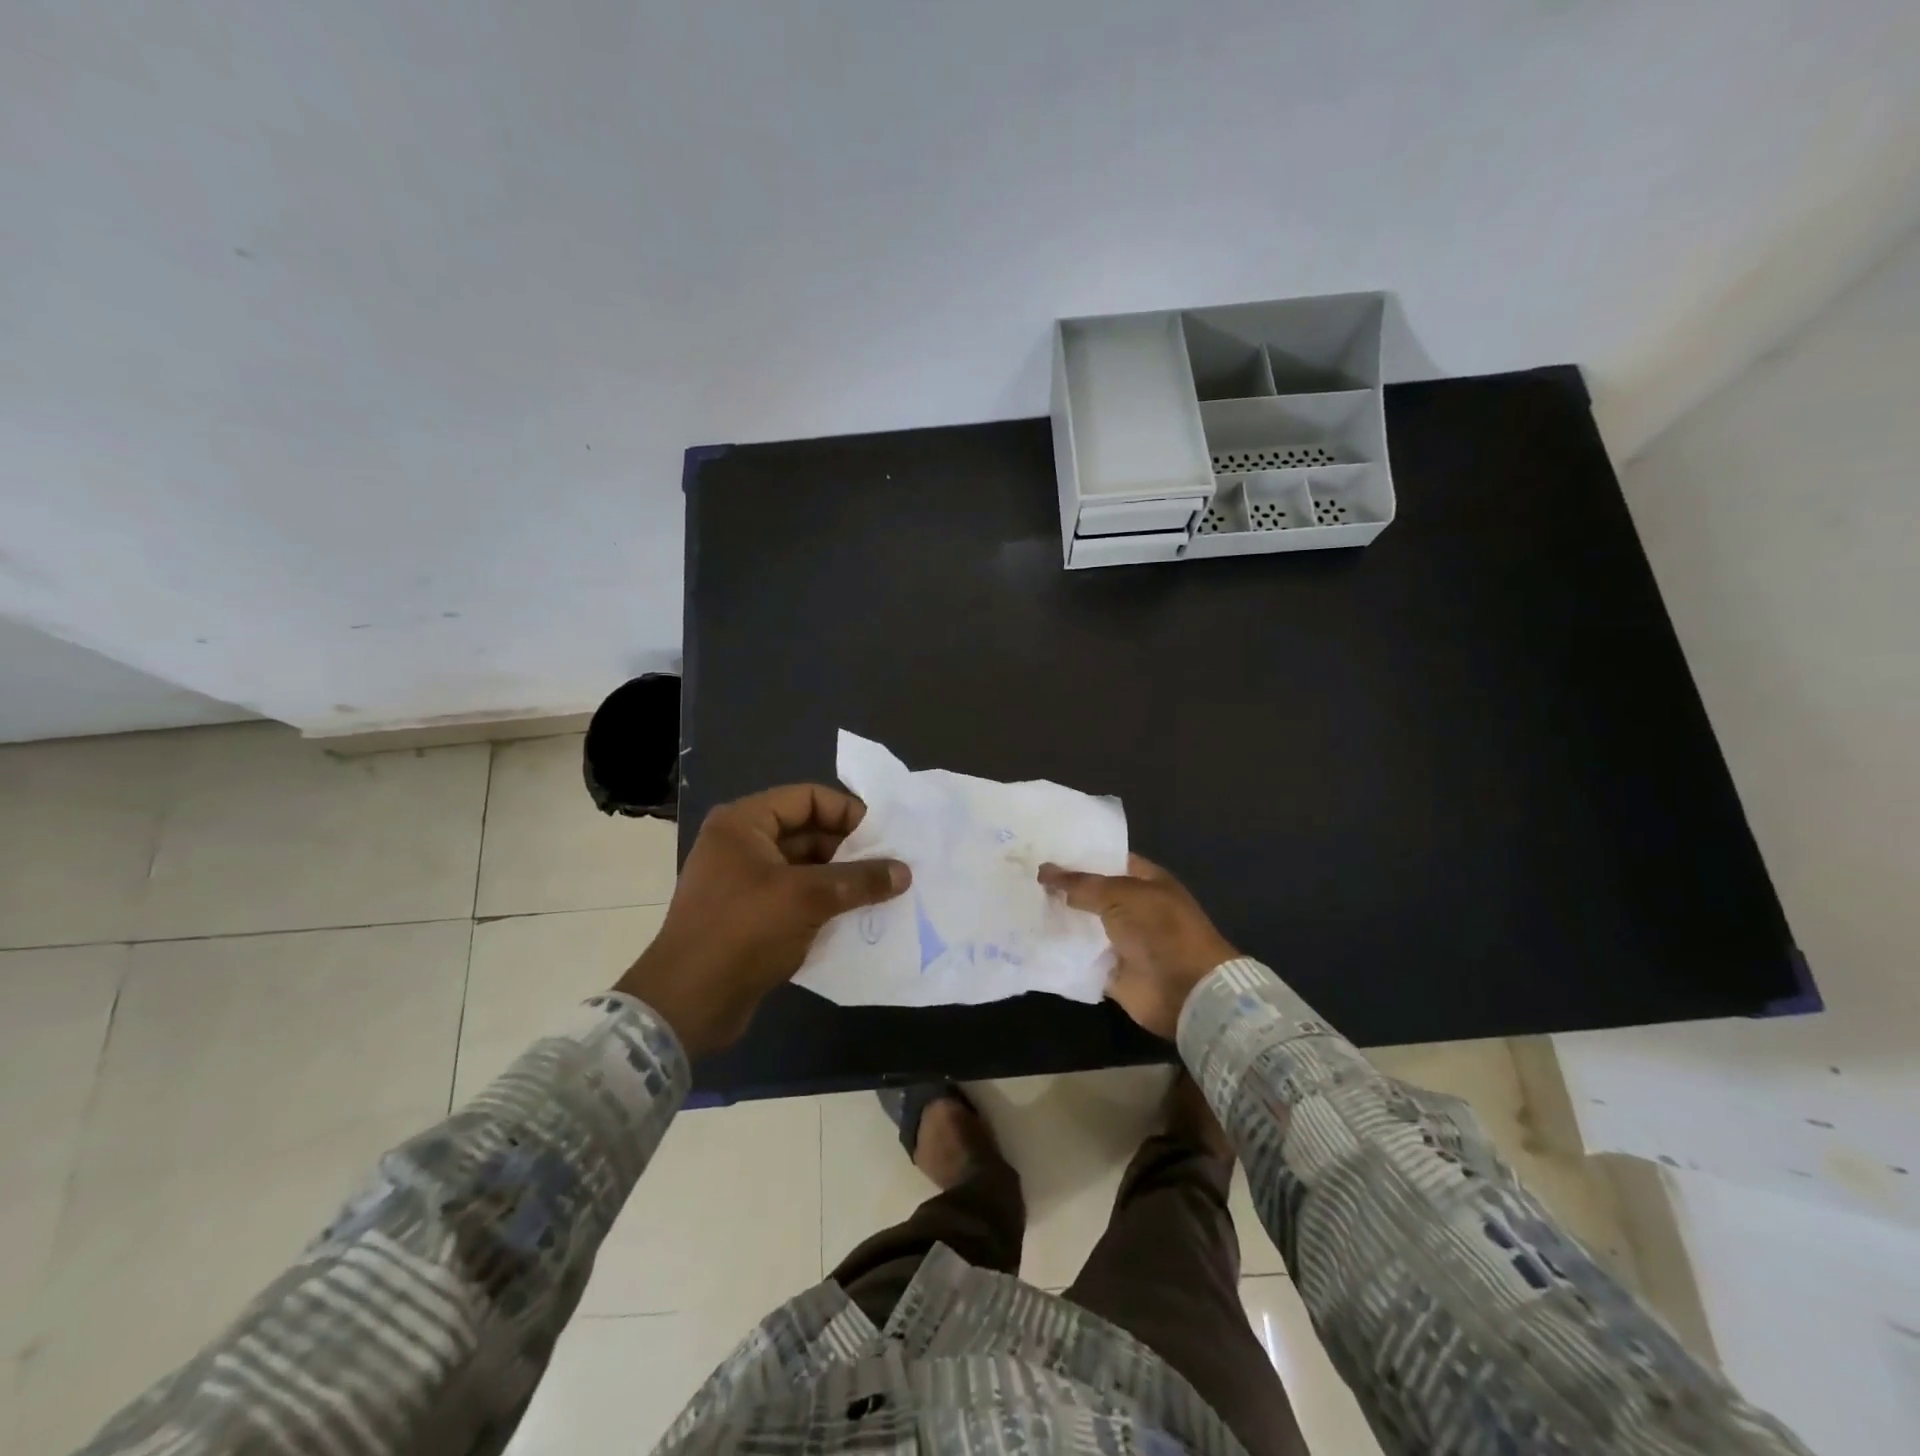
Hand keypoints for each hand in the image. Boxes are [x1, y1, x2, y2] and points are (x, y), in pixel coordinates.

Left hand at [616, 785, 910, 1054]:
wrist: (687, 1004)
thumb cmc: (743, 932)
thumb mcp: (807, 898)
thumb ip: (859, 880)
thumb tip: (904, 871)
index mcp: (744, 823)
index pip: (807, 798)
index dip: (848, 812)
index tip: (885, 835)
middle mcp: (741, 844)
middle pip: (807, 832)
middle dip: (850, 848)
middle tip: (890, 865)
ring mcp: (744, 882)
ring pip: (804, 867)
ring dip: (841, 878)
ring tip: (882, 891)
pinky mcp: (750, 916)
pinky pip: (796, 897)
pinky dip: (825, 903)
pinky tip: (858, 916)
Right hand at [1037, 854, 1237, 1039]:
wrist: (1186, 991)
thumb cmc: (1160, 930)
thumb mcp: (1120, 895)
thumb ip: (1081, 884)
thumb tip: (1044, 871)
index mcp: (1145, 881)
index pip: (1107, 859)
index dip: (1078, 855)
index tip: (1043, 850)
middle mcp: (1133, 908)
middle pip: (1091, 894)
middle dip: (1062, 888)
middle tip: (1021, 876)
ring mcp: (1122, 941)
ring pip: (1083, 926)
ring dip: (1058, 920)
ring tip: (1019, 905)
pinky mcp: (1111, 971)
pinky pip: (1080, 958)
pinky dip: (1061, 952)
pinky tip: (1031, 940)